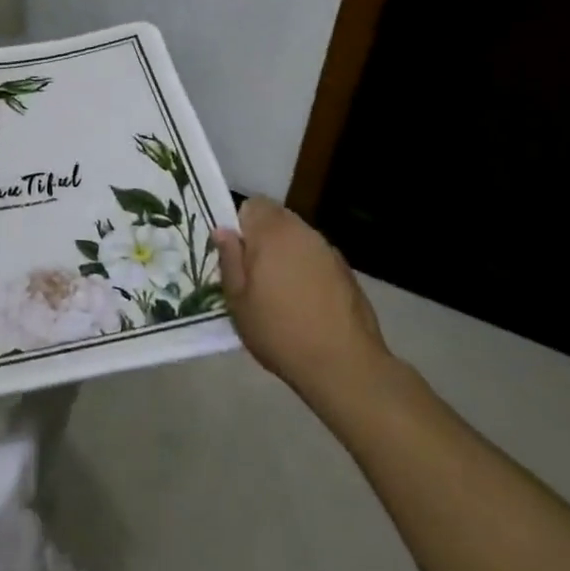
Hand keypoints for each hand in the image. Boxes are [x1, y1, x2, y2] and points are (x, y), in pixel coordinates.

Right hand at [211, 199, 393, 414]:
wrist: (344, 365)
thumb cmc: (280, 332)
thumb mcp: (238, 301)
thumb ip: (229, 260)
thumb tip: (222, 231)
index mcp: (272, 233)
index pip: (253, 205)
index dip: (241, 225)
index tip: (238, 255)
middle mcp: (302, 232)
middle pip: (277, 219)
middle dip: (263, 239)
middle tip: (255, 276)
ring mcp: (328, 250)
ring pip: (298, 239)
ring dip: (286, 254)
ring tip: (281, 292)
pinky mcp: (346, 271)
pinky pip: (316, 258)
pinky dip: (307, 270)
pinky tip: (307, 303)